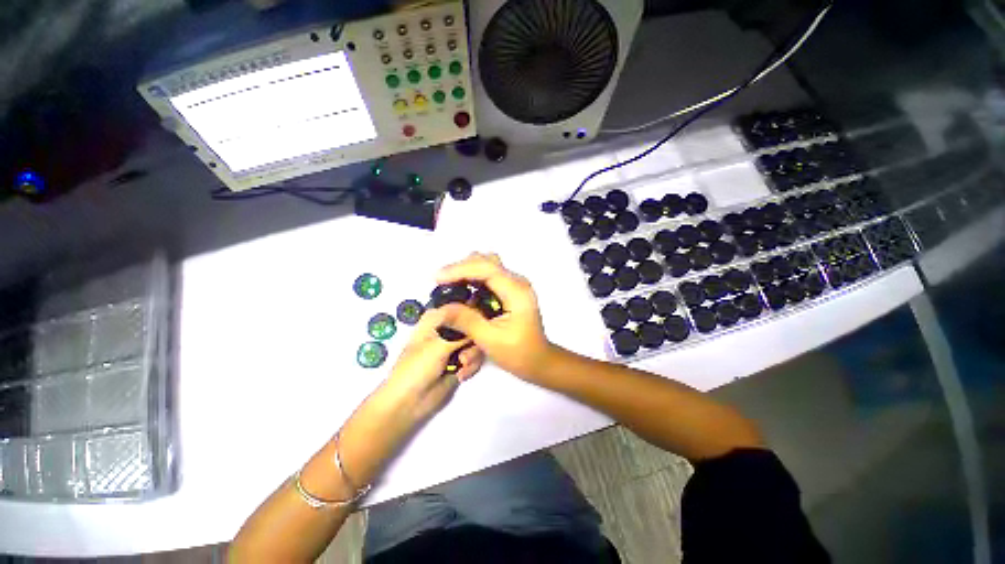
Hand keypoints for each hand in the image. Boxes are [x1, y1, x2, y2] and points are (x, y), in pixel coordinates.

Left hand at [382, 307, 484, 422]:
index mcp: (436, 321)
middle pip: (472, 325)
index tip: (481, 320)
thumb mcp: (440, 344)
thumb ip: (463, 332)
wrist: (410, 402)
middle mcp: (447, 331)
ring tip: (462, 366)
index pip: (459, 308)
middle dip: (475, 338)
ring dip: (473, 355)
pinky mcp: (461, 363)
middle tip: (469, 348)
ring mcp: (454, 348)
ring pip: (477, 342)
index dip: (472, 312)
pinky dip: (472, 366)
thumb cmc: (418, 367)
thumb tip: (481, 319)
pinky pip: (476, 358)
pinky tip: (461, 375)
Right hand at [435, 253, 552, 379]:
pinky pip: (488, 275)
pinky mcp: (510, 290)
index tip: (437, 278)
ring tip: (448, 285)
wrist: (539, 360)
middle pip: (487, 261)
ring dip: (466, 271)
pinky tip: (461, 289)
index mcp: (516, 291)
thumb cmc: (519, 353)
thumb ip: (466, 321)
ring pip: (487, 265)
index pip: (487, 269)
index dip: (460, 269)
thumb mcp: (490, 339)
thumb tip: (440, 308)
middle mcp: (517, 282)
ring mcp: (514, 284)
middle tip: (441, 283)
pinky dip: (472, 278)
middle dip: (461, 268)